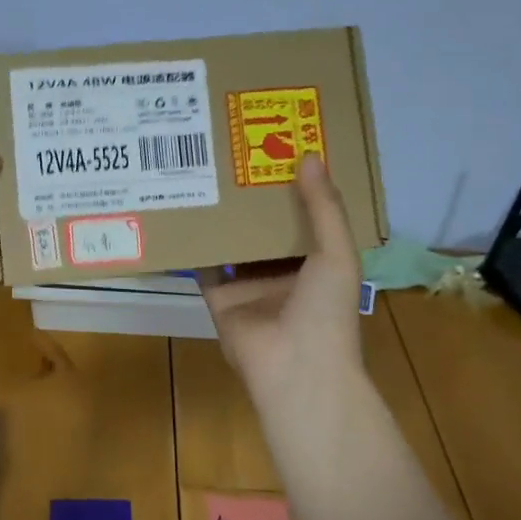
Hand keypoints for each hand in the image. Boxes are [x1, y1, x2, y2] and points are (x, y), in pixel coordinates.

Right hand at [198, 155, 364, 411]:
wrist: (294, 368)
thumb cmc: (326, 310)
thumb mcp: (336, 252)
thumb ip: (323, 207)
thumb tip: (309, 155)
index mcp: (318, 262)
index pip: (305, 217)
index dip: (294, 186)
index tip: (278, 151)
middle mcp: (283, 272)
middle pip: (265, 227)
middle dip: (253, 198)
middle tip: (236, 155)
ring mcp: (250, 286)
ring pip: (233, 243)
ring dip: (224, 217)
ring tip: (207, 175)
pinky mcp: (220, 298)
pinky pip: (205, 266)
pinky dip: (195, 245)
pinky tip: (184, 212)